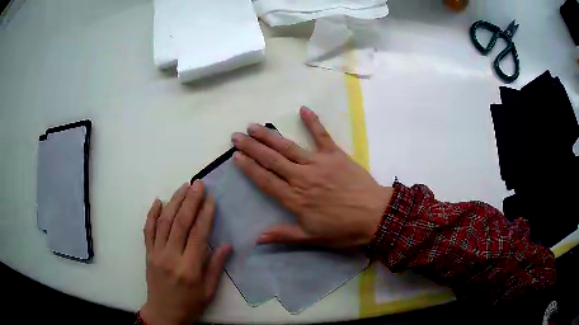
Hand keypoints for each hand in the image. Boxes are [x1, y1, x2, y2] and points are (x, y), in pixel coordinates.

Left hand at [140, 181, 231, 324]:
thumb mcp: (209, 291)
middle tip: (198, 184)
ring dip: (174, 201)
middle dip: (190, 201)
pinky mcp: (147, 253)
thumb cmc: (190, 304)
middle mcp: (171, 257)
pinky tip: (158, 201)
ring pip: (164, 222)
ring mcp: (156, 253)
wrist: (163, 313)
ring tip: (183, 187)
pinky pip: (148, 229)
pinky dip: (152, 213)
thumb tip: (227, 244)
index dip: (205, 214)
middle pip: (180, 223)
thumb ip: (216, 267)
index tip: (211, 198)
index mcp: (189, 268)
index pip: (198, 234)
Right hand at [231, 106, 392, 247]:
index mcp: (295, 199)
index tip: (236, 156)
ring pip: (288, 147)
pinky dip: (313, 122)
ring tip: (254, 126)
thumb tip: (257, 238)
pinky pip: (322, 136)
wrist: (375, 216)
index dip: (249, 167)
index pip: (266, 180)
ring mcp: (318, 163)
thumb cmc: (343, 229)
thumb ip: (284, 235)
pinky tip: (303, 109)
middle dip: (252, 147)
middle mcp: (302, 177)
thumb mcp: (312, 238)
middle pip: (272, 160)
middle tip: (237, 136)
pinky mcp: (335, 155)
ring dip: (269, 136)